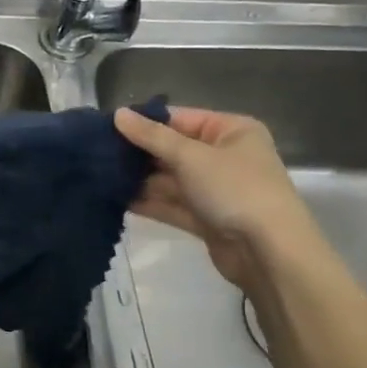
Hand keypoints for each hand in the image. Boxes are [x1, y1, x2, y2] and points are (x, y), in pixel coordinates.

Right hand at [114, 105, 321, 290]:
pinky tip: (116, 200)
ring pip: (170, 179)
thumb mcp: (191, 156)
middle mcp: (224, 157)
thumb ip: (152, 136)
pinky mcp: (206, 218)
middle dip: (138, 153)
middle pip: (173, 149)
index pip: (180, 118)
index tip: (106, 126)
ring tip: (99, 175)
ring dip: (139, 180)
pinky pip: (172, 204)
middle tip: (96, 152)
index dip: (144, 122)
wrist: (270, 253)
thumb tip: (118, 113)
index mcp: (231, 131)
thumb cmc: (235, 189)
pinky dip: (148, 202)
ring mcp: (215, 189)